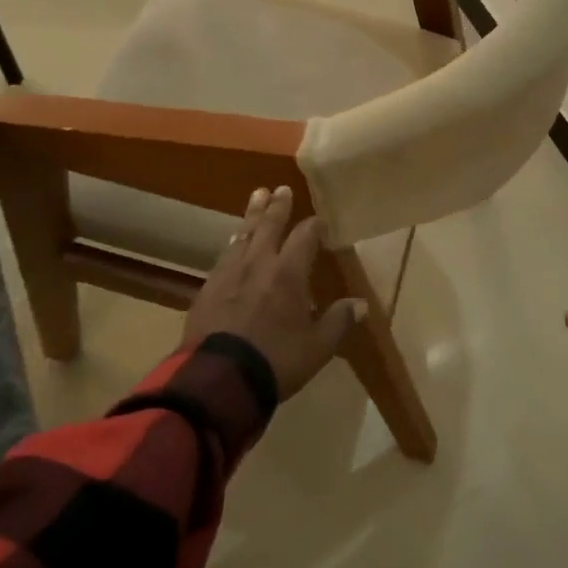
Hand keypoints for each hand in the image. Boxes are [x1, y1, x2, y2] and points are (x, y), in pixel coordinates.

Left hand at [184, 185, 365, 400]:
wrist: (218, 379)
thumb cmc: (276, 360)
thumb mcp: (318, 346)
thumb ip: (338, 321)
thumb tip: (360, 304)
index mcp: (288, 272)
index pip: (304, 237)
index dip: (314, 226)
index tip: (320, 220)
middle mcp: (258, 264)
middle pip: (269, 226)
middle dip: (277, 206)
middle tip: (280, 188)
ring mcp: (229, 274)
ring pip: (243, 235)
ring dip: (252, 216)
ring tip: (256, 199)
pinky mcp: (207, 289)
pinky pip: (224, 256)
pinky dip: (233, 243)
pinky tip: (232, 243)